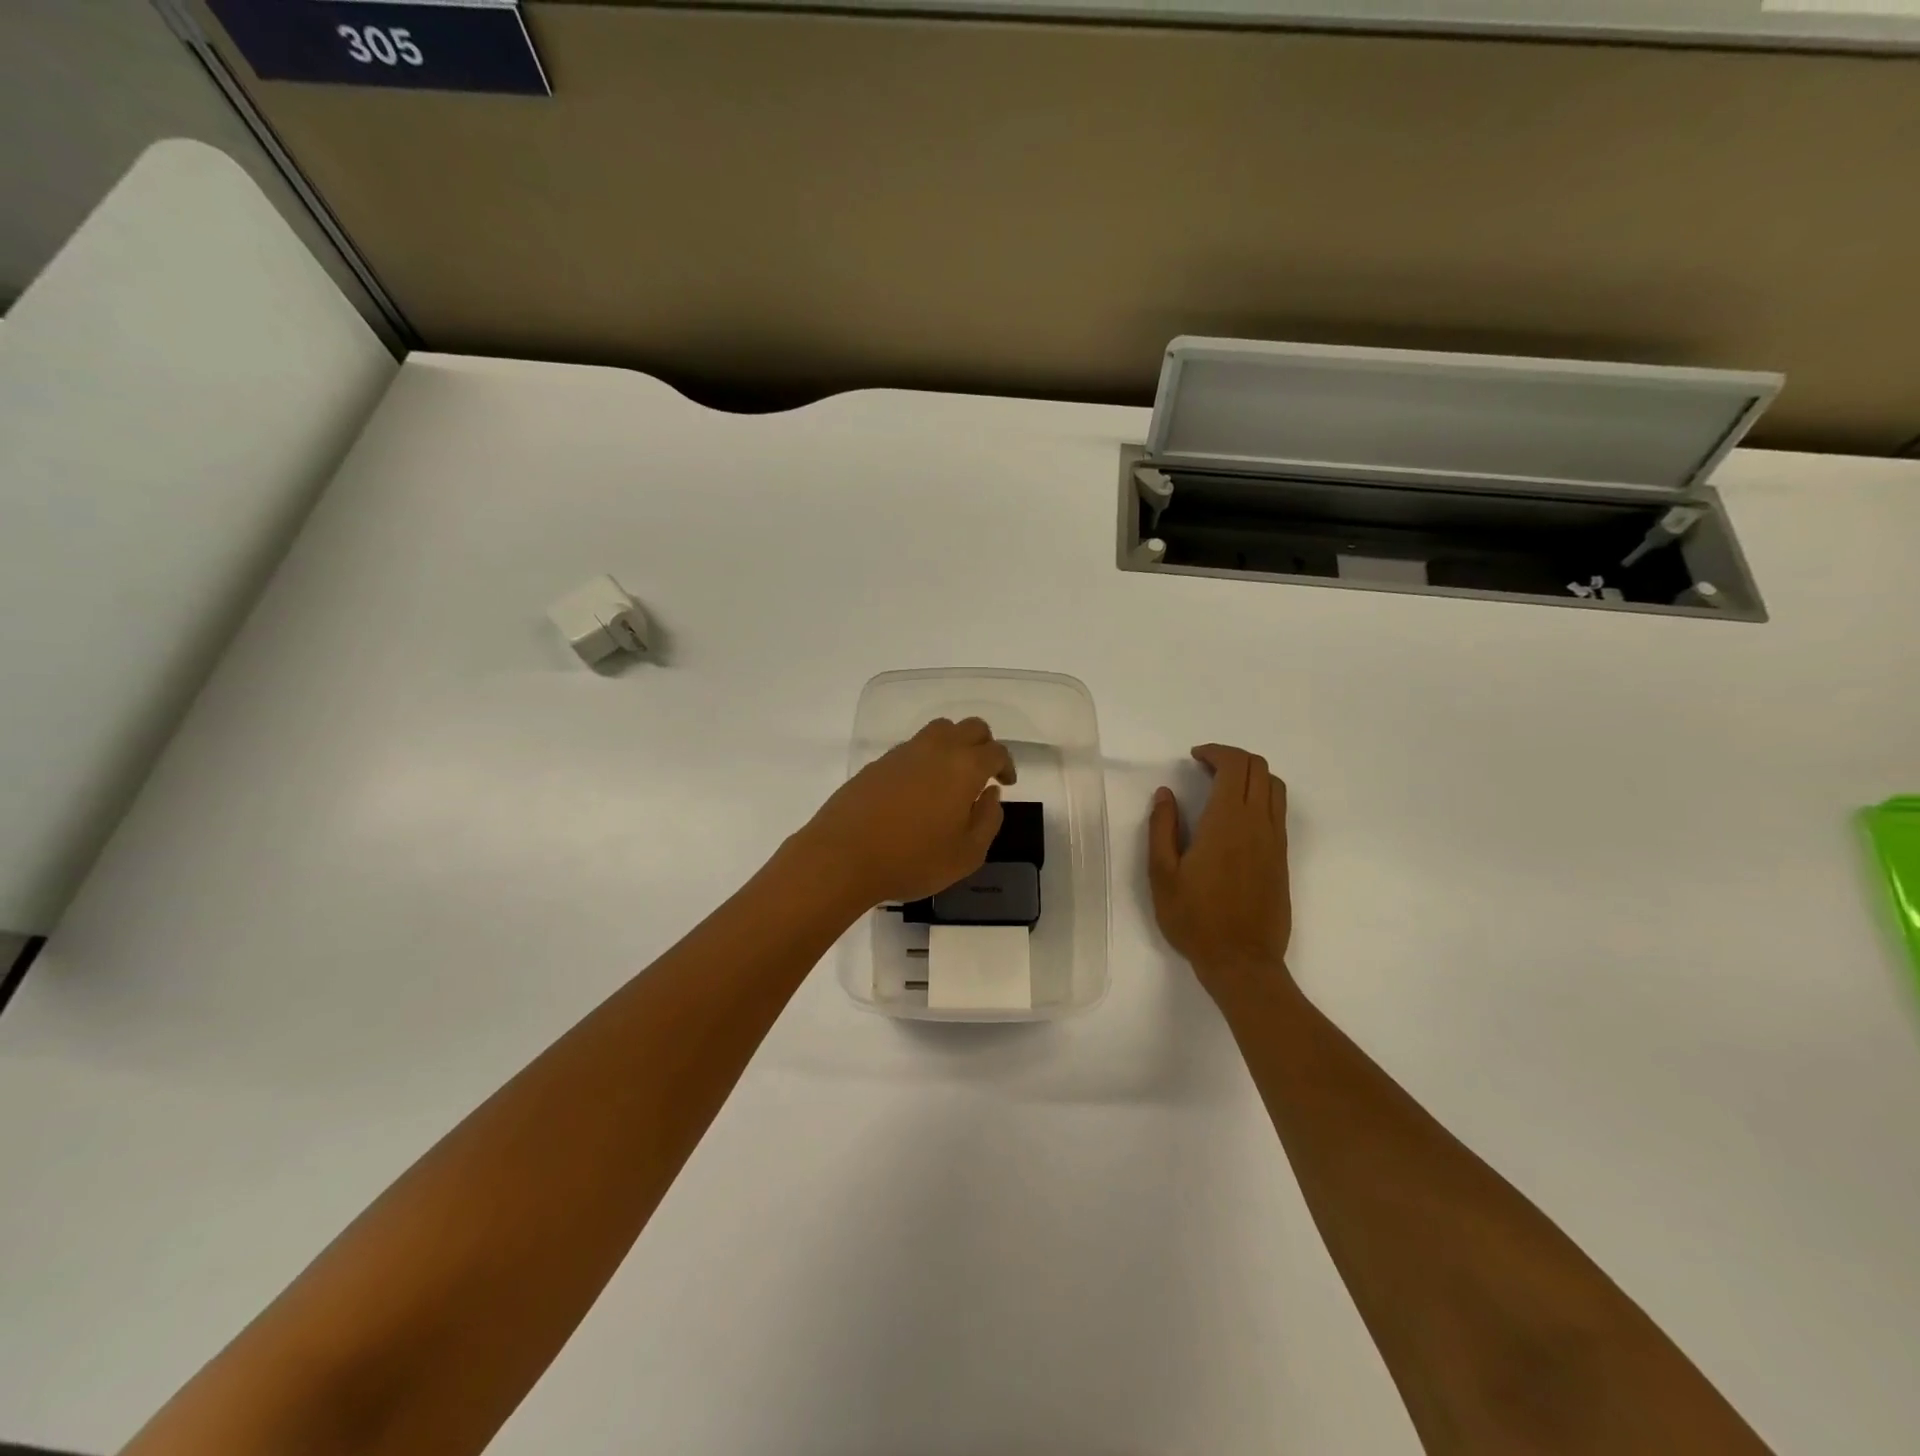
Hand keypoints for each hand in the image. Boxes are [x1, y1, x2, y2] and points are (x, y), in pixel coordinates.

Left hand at [799, 717, 1014, 908]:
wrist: (843, 856)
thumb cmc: (912, 860)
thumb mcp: (966, 854)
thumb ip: (988, 821)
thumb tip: (991, 795)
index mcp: (964, 767)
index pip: (996, 751)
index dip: (1006, 765)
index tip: (1005, 784)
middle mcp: (936, 749)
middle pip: (970, 727)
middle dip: (984, 745)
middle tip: (984, 773)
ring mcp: (903, 752)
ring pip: (939, 730)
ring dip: (953, 745)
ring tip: (951, 777)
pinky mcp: (878, 763)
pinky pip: (912, 747)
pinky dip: (925, 758)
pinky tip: (919, 789)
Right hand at [1148, 744, 1291, 998]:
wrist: (1242, 961)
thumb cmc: (1195, 918)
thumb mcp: (1162, 874)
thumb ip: (1162, 827)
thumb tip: (1166, 794)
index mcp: (1227, 821)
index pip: (1235, 765)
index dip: (1216, 752)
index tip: (1194, 757)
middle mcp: (1258, 823)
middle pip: (1259, 768)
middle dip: (1233, 758)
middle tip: (1205, 768)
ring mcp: (1275, 840)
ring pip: (1274, 787)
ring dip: (1251, 775)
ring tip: (1223, 787)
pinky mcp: (1282, 858)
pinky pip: (1278, 810)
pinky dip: (1261, 796)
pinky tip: (1236, 816)